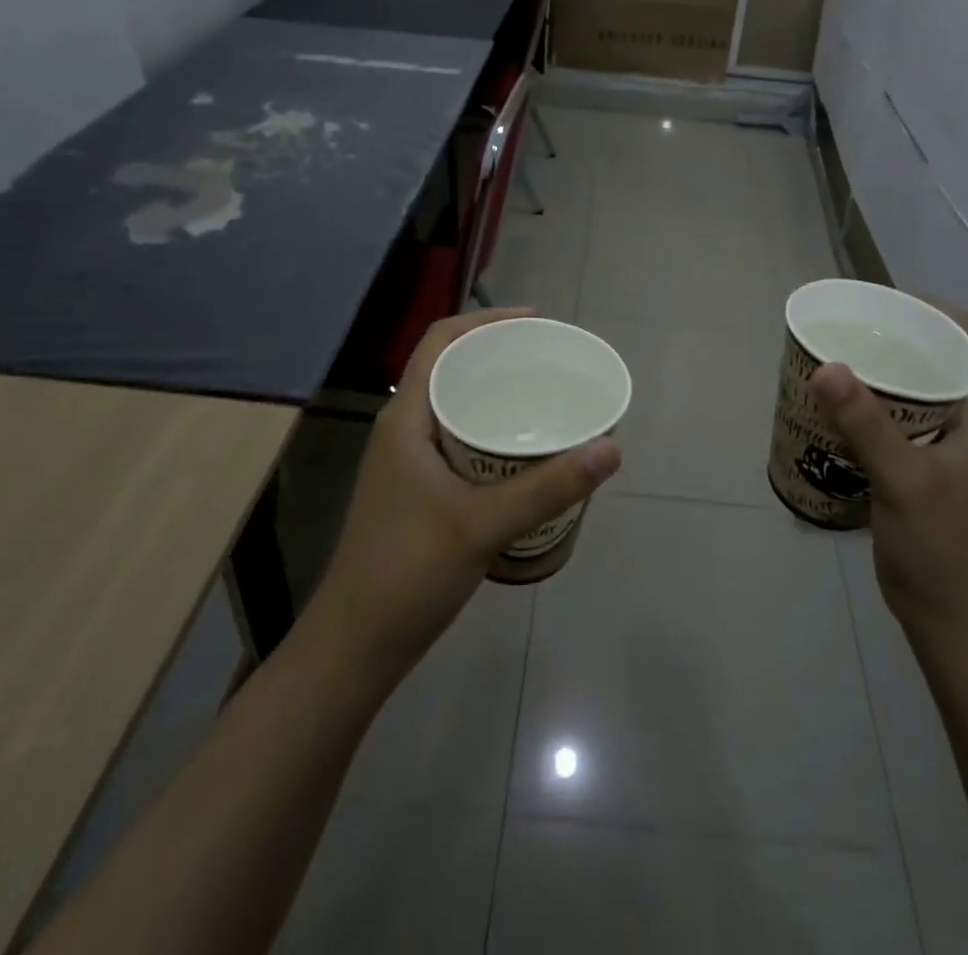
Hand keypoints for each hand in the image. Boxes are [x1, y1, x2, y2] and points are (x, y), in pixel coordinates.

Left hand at [309, 307, 621, 679]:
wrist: (355, 647)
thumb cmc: (408, 573)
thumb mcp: (483, 524)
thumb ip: (549, 486)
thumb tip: (611, 447)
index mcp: (406, 419)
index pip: (440, 342)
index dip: (485, 320)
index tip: (535, 321)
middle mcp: (403, 430)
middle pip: (450, 368)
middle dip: (498, 355)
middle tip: (550, 360)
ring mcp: (407, 463)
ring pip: (455, 406)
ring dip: (495, 394)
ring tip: (545, 397)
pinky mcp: (417, 491)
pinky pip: (458, 439)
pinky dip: (490, 431)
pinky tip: (524, 452)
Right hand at [810, 302, 967, 657]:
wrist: (948, 615)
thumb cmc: (939, 544)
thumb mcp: (904, 479)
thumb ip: (866, 424)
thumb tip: (826, 366)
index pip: (962, 334)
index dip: (926, 307)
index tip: (876, 303)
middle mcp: (961, 418)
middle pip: (929, 355)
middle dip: (887, 336)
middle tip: (839, 329)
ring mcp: (937, 443)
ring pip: (905, 388)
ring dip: (871, 372)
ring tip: (826, 359)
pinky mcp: (912, 465)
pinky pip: (887, 418)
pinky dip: (860, 406)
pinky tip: (827, 408)